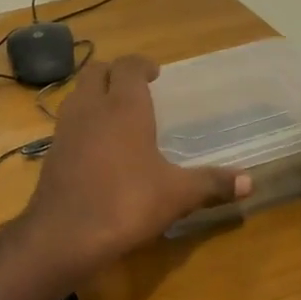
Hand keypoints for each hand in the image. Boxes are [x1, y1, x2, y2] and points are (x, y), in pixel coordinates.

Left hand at [20, 55, 249, 273]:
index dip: (141, 64)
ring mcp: (65, 128)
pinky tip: (97, 146)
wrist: (65, 234)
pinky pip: (68, 122)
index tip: (155, 73)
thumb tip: (249, 182)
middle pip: (96, 71)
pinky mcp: (51, 152)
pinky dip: (83, 122)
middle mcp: (91, 107)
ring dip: (95, 94)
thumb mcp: (177, 195)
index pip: (128, 66)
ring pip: (78, 94)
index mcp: (124, 106)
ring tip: (116, 113)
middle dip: (115, 73)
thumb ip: (212, 184)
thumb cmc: (127, 203)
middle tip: (135, 88)